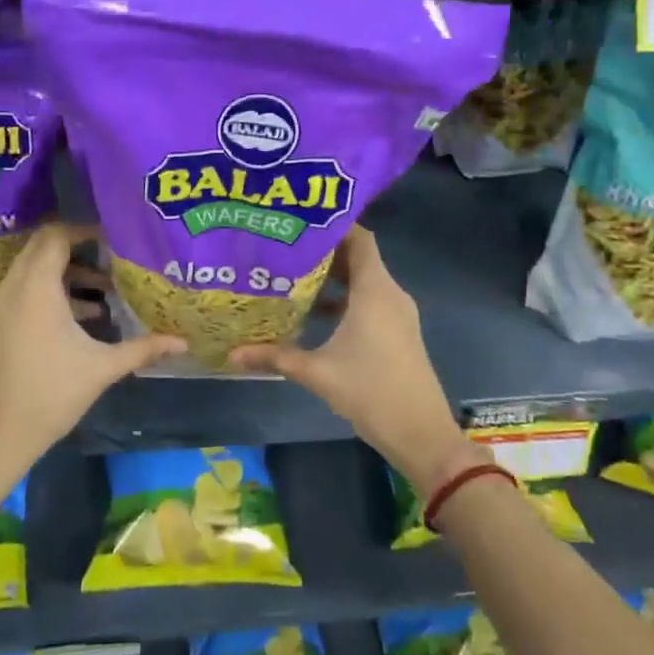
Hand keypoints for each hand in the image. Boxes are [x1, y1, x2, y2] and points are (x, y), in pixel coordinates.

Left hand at [0, 225, 184, 473]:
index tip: (116, 238)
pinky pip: (27, 288)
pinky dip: (54, 289)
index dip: (86, 229)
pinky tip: (87, 314)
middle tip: (115, 255)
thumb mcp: (102, 368)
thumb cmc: (51, 395)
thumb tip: (183, 341)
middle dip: (79, 246)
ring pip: (35, 268)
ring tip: (107, 287)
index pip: (56, 236)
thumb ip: (143, 348)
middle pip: (44, 246)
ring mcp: (3, 305)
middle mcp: (14, 287)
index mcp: (36, 288)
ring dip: (68, 270)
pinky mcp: (1, 323)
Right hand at [229, 226, 478, 497]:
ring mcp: (397, 314)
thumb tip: (232, 353)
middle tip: (286, 246)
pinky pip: (371, 300)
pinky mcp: (398, 332)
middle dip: (325, 251)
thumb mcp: (317, 373)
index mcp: (375, 291)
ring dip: (334, 277)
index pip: (360, 238)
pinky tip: (316, 312)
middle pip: (359, 257)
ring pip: (365, 281)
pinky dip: (346, 299)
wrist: (421, 433)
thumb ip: (275, 357)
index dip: (333, 226)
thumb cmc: (371, 392)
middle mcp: (390, 294)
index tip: (300, 221)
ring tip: (294, 275)